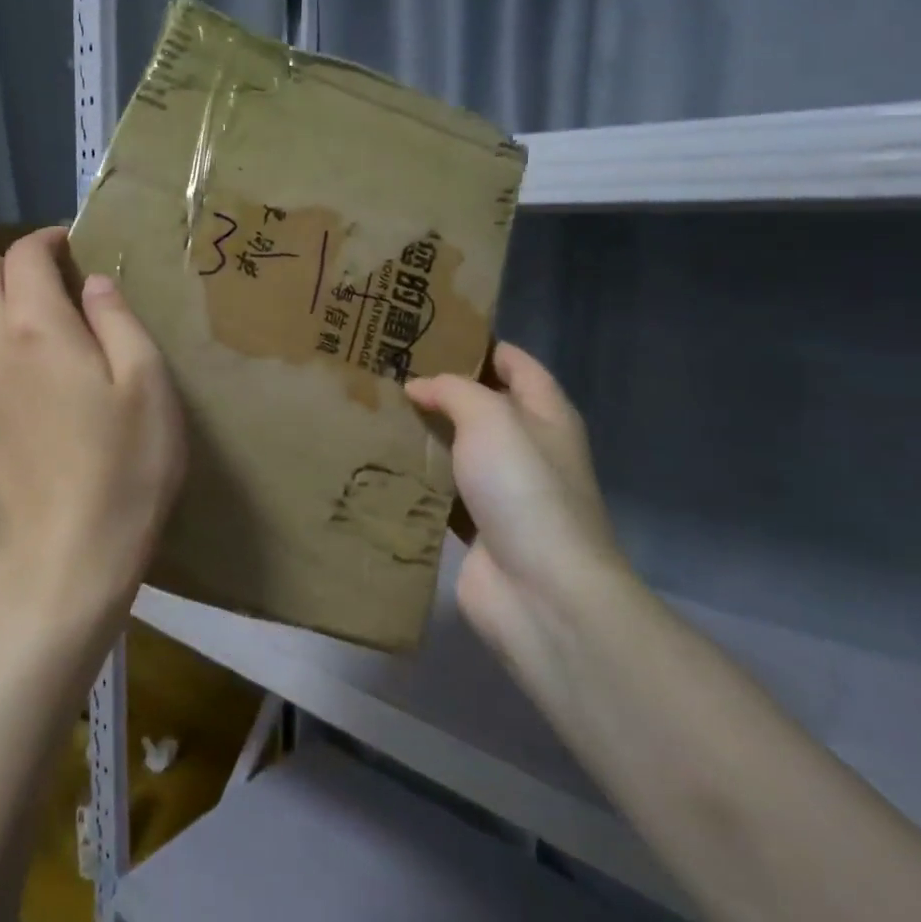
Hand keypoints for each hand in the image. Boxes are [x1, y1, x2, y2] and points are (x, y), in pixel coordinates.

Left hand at [0, 228, 185, 641]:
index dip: (46, 241)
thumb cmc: (125, 468)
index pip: (22, 254)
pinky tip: (4, 402)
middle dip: (9, 269)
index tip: (69, 250)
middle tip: (48, 295)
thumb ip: (118, 320)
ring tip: (20, 341)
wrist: (65, 558)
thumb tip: (92, 282)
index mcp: (37, 327)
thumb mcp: (149, 385)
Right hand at [406, 344, 636, 672]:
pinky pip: (442, 493)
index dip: (480, 344)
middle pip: (483, 406)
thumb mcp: (491, 418)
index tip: (431, 332)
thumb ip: (454, 391)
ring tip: (374, 412)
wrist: (539, 589)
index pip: (516, 363)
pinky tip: (380, 465)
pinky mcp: (478, 528)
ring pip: (458, 450)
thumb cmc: (524, 487)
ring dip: (425, 436)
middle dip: (441, 390)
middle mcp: (528, 447)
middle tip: (388, 372)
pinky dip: (417, 480)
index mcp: (546, 413)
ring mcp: (503, 491)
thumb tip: (419, 387)